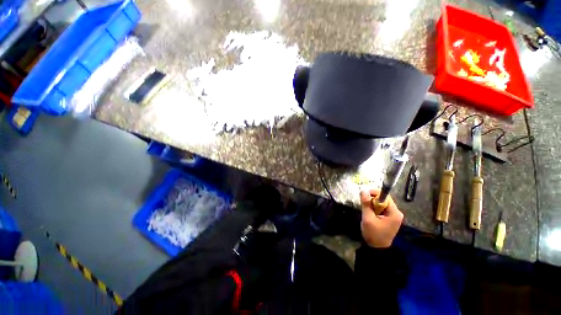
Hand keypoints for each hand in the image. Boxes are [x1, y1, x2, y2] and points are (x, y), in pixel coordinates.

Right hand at [360, 189, 403, 247]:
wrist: (377, 249)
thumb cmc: (373, 234)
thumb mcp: (367, 218)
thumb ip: (366, 204)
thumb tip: (363, 190)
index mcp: (394, 213)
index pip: (385, 196)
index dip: (374, 193)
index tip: (363, 195)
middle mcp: (396, 213)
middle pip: (383, 199)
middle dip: (372, 200)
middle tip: (364, 204)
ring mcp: (394, 216)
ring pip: (381, 203)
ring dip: (372, 204)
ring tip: (366, 210)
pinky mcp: (390, 218)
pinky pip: (381, 208)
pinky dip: (374, 209)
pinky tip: (370, 214)